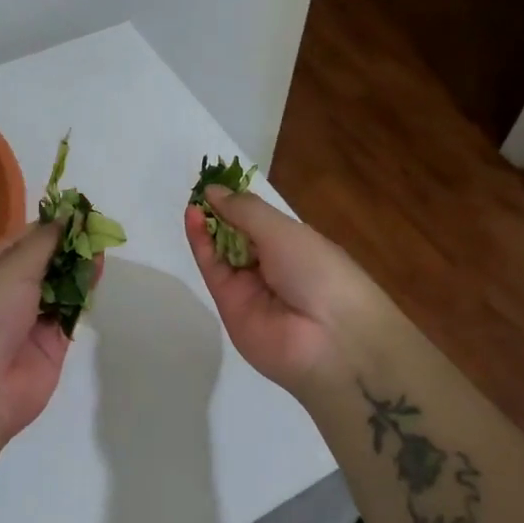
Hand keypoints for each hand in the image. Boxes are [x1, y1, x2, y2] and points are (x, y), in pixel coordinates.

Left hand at [0, 221, 84, 451]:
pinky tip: (98, 275)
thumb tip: (68, 214)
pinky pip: (70, 314)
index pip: (22, 242)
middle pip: (44, 264)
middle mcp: (6, 294)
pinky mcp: (51, 346)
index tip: (80, 212)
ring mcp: (29, 321)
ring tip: (102, 248)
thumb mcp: (11, 268)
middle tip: (98, 229)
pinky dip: (84, 296)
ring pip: (60, 288)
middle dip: (69, 247)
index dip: (50, 227)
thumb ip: (44, 242)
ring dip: (79, 269)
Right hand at [185, 186, 389, 398]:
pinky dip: (201, 243)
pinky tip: (193, 217)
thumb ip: (245, 210)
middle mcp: (271, 265)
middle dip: (220, 213)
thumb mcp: (285, 231)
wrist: (330, 340)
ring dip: (207, 225)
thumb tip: (213, 190)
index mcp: (294, 245)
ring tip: (193, 202)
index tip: (215, 183)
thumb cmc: (318, 271)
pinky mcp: (228, 305)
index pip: (259, 220)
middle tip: (199, 191)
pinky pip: (212, 269)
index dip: (238, 203)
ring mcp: (249, 287)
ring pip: (221, 251)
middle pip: (237, 235)